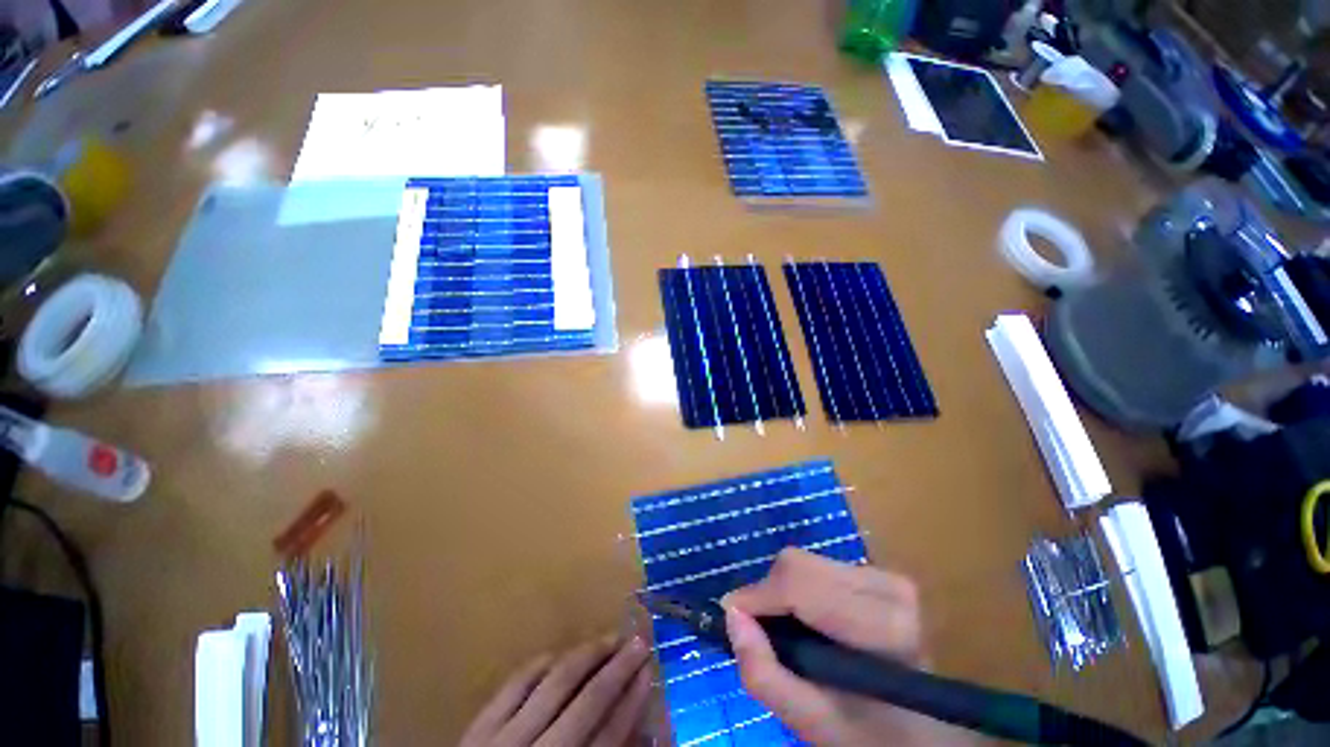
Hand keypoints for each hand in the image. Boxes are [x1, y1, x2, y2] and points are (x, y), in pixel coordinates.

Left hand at [460, 635, 652, 746]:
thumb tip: (639, 732)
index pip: (607, 736)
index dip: (632, 701)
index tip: (650, 670)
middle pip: (587, 702)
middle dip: (618, 668)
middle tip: (639, 642)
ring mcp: (502, 738)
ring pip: (554, 682)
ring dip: (586, 655)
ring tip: (609, 638)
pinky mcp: (479, 726)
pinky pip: (517, 682)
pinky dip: (542, 663)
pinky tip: (561, 653)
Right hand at [724, 548, 985, 746]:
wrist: (927, 730)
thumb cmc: (869, 733)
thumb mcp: (810, 722)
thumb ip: (763, 673)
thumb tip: (731, 614)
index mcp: (882, 627)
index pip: (799, 584)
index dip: (757, 596)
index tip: (732, 616)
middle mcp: (888, 588)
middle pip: (796, 564)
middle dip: (767, 593)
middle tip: (759, 628)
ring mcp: (886, 576)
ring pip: (803, 560)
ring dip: (782, 590)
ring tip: (786, 628)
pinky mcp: (879, 573)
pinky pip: (817, 564)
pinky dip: (799, 587)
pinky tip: (809, 618)